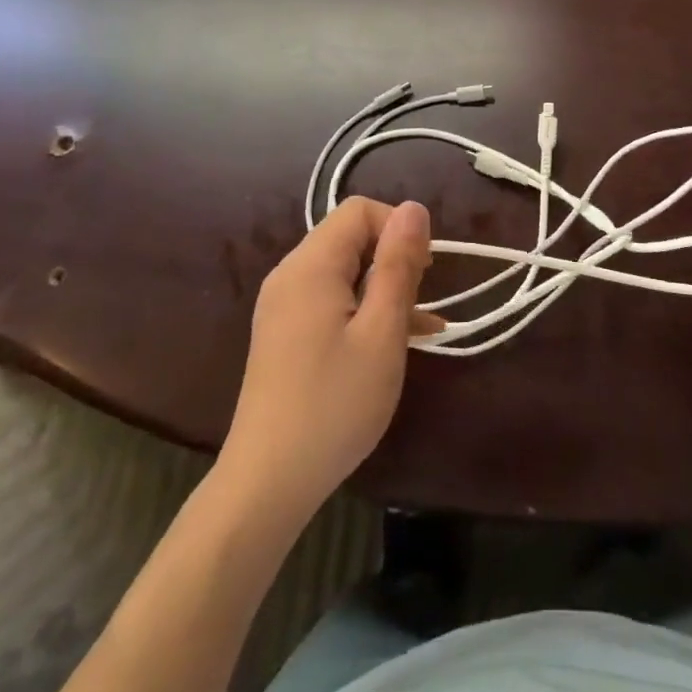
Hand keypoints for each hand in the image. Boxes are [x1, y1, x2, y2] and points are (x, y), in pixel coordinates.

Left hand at [220, 198, 441, 516]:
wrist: (267, 484)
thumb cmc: (334, 404)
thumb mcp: (382, 332)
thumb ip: (398, 265)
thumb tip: (414, 208)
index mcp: (310, 266)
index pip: (360, 211)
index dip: (398, 229)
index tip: (424, 272)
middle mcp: (290, 275)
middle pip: (351, 238)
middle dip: (393, 260)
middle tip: (421, 303)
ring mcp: (283, 306)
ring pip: (345, 271)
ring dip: (384, 289)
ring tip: (420, 327)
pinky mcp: (284, 334)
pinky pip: (331, 300)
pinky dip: (363, 310)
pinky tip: (394, 342)